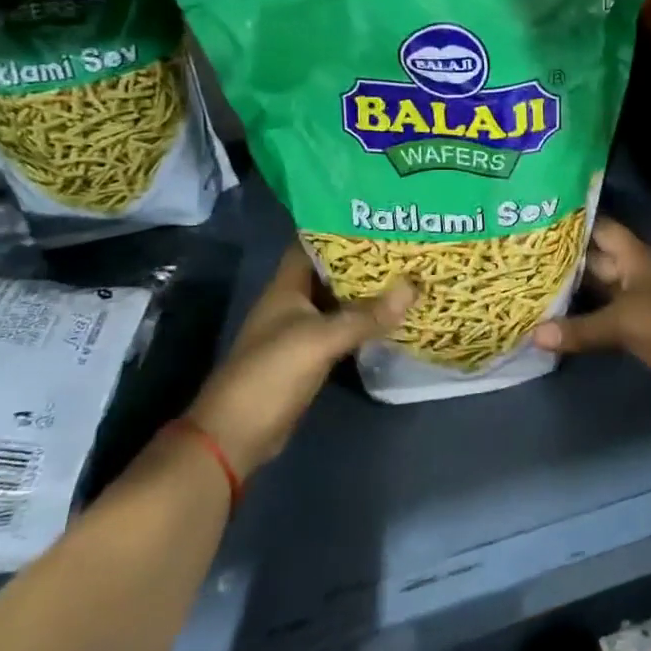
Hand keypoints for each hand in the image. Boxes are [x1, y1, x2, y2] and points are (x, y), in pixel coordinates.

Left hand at [184, 246, 413, 476]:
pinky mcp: (311, 355)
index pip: (313, 242)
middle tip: (406, 243)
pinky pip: (342, 328)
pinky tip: (392, 315)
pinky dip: (364, 320)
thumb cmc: (271, 373)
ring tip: (408, 272)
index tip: (380, 215)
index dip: (342, 226)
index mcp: (286, 286)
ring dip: (368, 291)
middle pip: (332, 271)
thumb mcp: (319, 340)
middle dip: (365, 258)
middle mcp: (294, 301)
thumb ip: (365, 316)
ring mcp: (301, 329)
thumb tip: (413, 287)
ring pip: (340, 300)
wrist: (237, 435)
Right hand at [535, 219, 650, 427]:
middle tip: (532, 250)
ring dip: (579, 282)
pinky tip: (567, 312)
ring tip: (540, 278)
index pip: (603, 227)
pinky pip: (611, 306)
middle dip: (570, 255)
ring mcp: (644, 294)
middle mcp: (639, 268)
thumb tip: (534, 334)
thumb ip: (578, 329)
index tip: (547, 214)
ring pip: (605, 282)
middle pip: (601, 256)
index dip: (578, 220)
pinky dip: (591, 308)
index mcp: (636, 255)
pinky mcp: (646, 320)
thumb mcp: (620, 324)